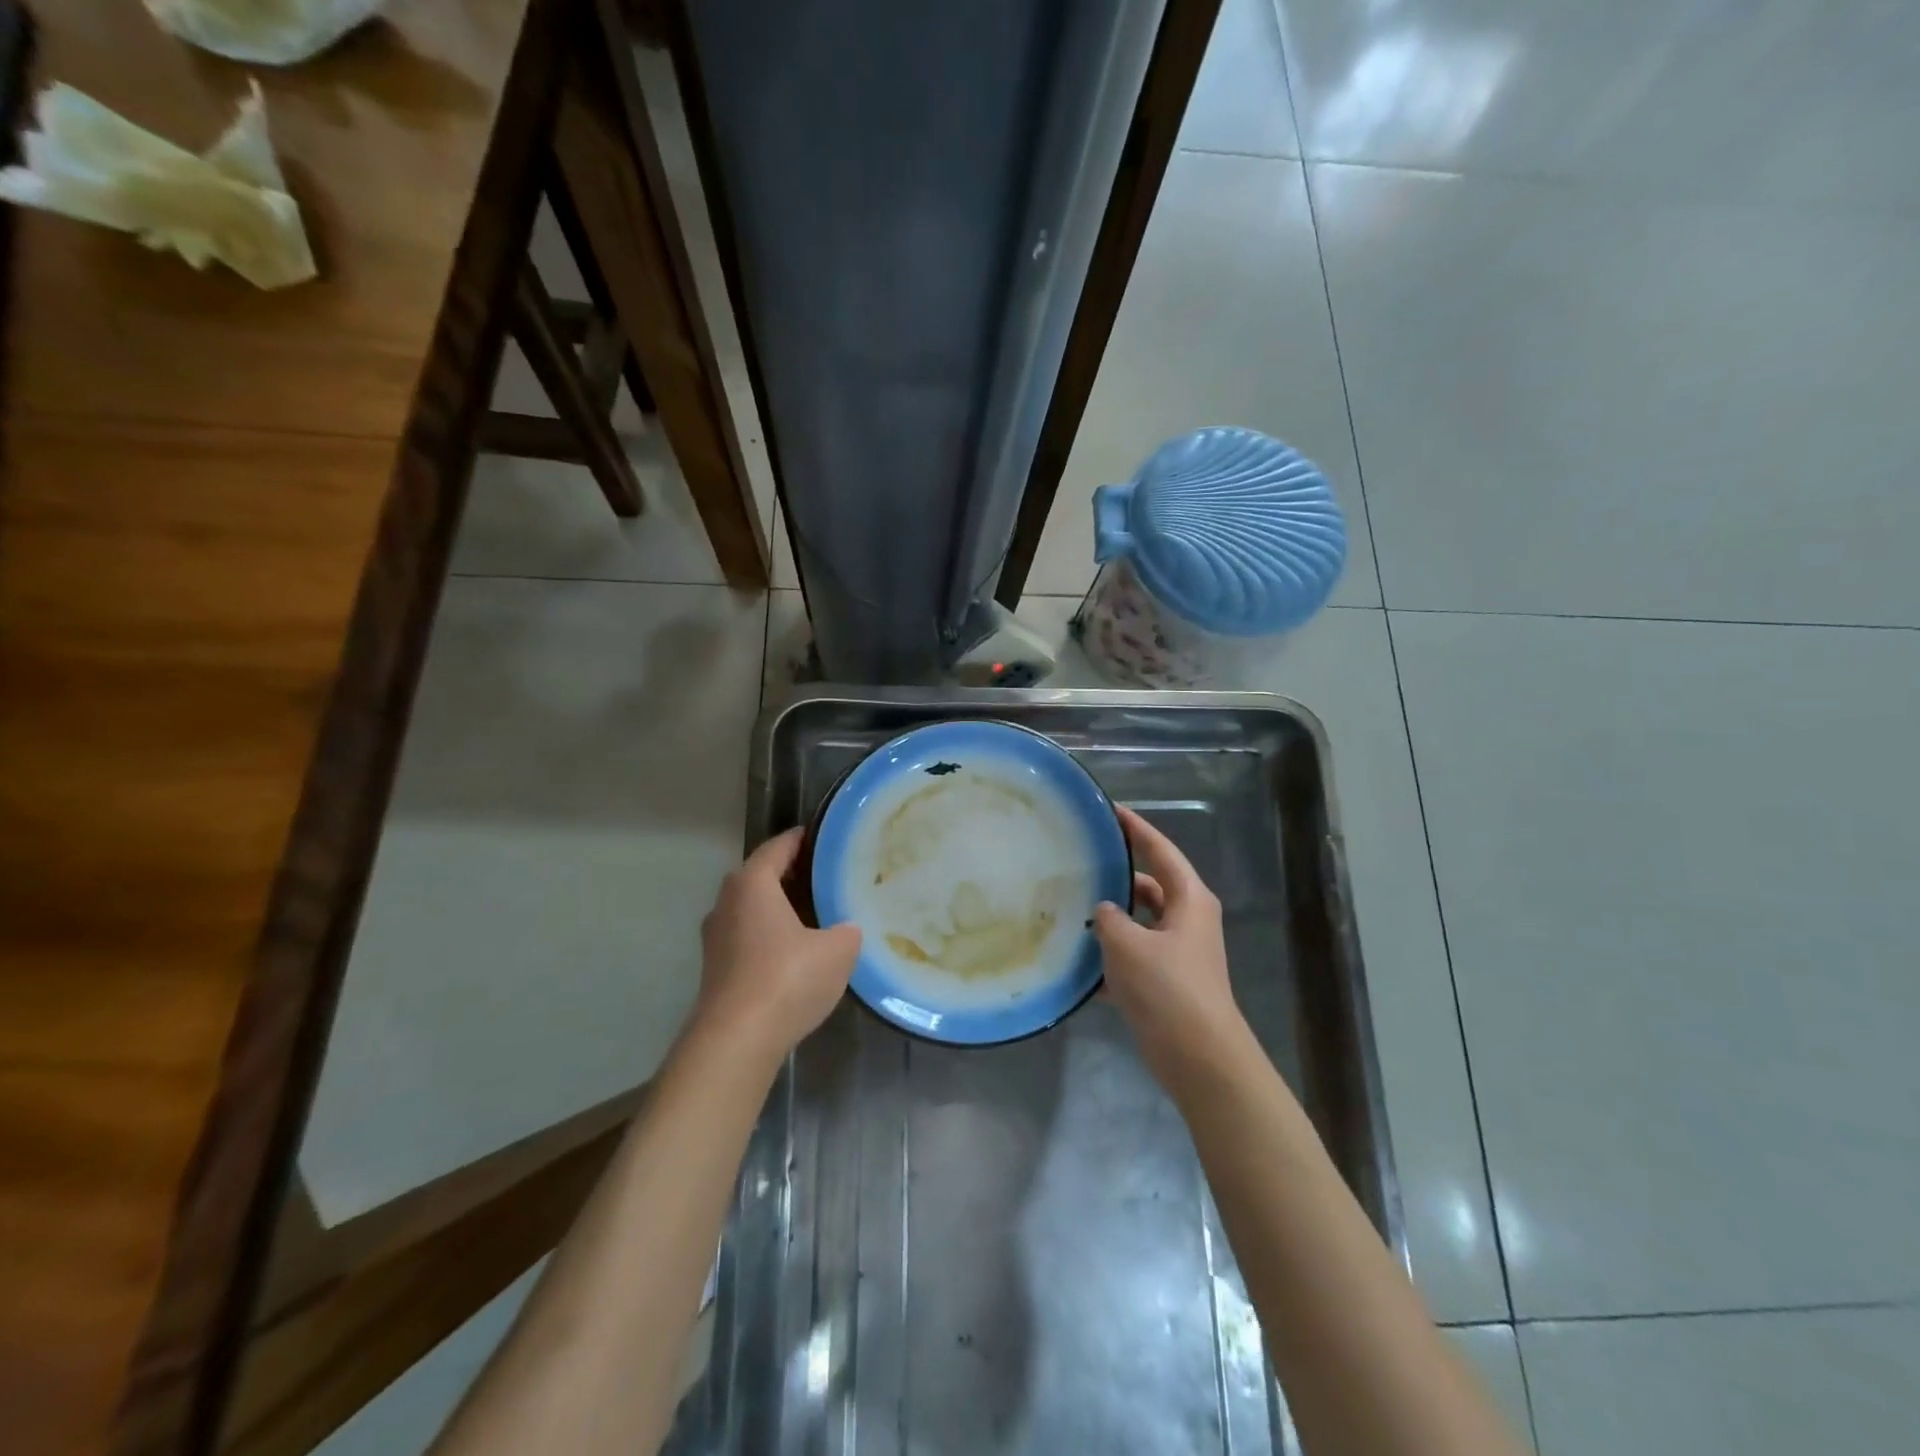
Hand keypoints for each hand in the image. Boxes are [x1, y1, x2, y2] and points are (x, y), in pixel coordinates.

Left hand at [692, 828, 861, 1064]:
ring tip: (814, 914)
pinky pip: (747, 937)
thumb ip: (847, 930)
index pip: (778, 847)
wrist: (736, 1040)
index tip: (823, 838)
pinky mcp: (715, 969)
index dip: (801, 840)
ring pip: (751, 909)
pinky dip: (769, 936)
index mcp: (752, 884)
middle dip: (790, 874)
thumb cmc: (787, 978)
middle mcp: (726, 902)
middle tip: (825, 876)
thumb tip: (846, 928)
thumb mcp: (837, 949)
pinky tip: (794, 953)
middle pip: (760, 876)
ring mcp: (716, 938)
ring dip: (778, 908)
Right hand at [1093, 805, 1249, 1089]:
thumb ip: (1109, 918)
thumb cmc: (1168, 988)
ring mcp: (1178, 952)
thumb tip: (1103, 910)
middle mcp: (1187, 919)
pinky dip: (1111, 956)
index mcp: (1189, 899)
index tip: (1110, 810)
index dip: (1136, 828)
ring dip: (1110, 919)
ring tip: (1070, 908)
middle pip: (1148, 885)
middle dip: (1116, 876)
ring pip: (1138, 923)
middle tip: (1079, 863)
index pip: (1160, 850)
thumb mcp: (1128, 944)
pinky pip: (1134, 956)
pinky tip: (1078, 960)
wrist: (1199, 1057)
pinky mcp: (1167, 982)